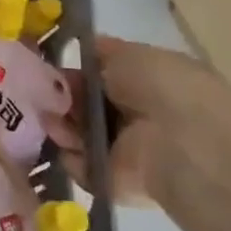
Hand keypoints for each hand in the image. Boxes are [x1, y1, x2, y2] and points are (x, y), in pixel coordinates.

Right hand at [43, 36, 230, 207]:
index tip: (52, 69)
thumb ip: (103, 52)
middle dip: (62, 98)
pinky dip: (70, 156)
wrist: (184, 147)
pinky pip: (79, 165)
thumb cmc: (163, 89)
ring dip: (61, 125)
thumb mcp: (130, 54)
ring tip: (55, 120)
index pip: (103, 77)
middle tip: (46, 96)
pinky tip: (69, 145)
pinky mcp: (113, 180)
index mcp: (150, 84)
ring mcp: (126, 150)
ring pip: (77, 134)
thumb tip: (85, 49)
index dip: (76, 71)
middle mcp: (138, 116)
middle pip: (85, 105)